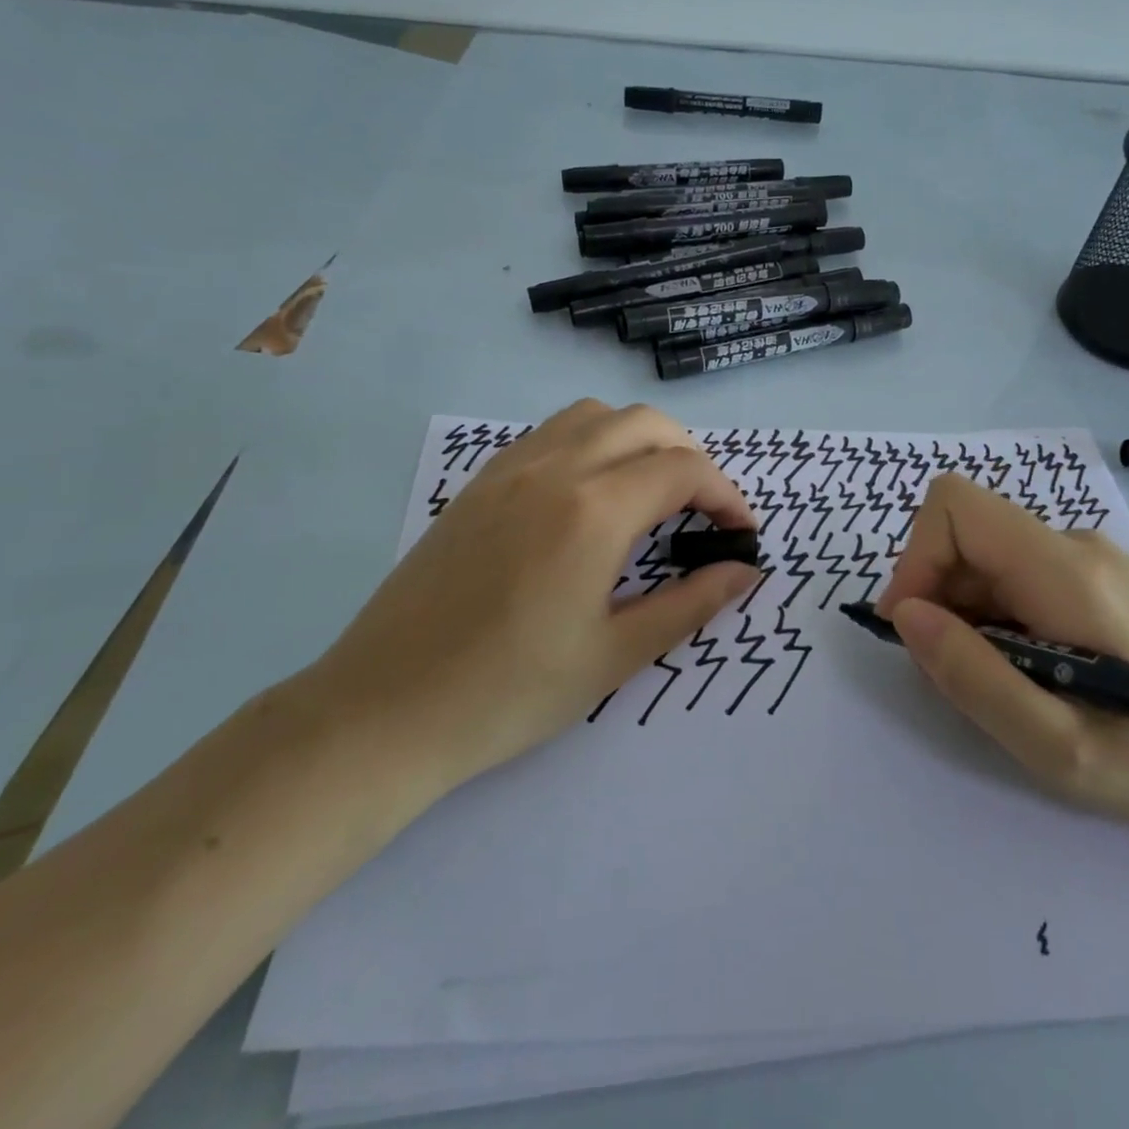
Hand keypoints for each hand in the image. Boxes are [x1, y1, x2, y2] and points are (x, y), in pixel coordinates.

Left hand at [310, 400, 761, 809]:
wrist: (384, 711)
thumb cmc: (508, 693)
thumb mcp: (614, 655)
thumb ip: (690, 604)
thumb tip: (744, 572)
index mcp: (593, 510)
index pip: (684, 470)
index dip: (726, 496)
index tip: (741, 535)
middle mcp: (554, 469)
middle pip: (645, 424)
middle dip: (690, 458)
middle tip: (701, 513)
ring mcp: (509, 469)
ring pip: (594, 416)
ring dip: (639, 440)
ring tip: (649, 495)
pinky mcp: (478, 483)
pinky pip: (550, 434)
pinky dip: (591, 444)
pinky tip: (588, 498)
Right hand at [875, 473, 1128, 856]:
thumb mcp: (1056, 745)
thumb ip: (972, 676)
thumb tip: (904, 615)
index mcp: (1066, 570)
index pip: (956, 505)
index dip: (918, 557)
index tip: (917, 627)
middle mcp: (1075, 544)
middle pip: (967, 533)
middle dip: (938, 596)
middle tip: (962, 674)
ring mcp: (1090, 558)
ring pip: (987, 556)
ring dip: (967, 612)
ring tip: (1007, 684)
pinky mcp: (1097, 578)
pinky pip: (1016, 574)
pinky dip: (996, 615)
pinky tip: (1034, 671)